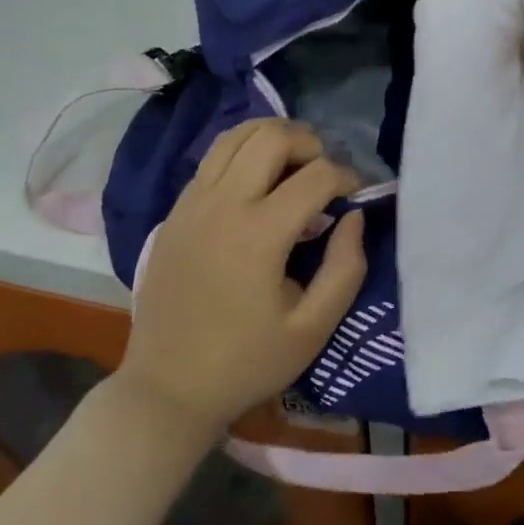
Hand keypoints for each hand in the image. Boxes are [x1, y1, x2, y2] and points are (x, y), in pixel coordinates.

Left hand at [119, 120, 365, 435]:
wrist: (167, 389)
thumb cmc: (246, 363)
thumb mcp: (313, 328)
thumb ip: (346, 268)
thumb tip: (354, 215)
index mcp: (258, 235)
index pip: (316, 175)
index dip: (347, 176)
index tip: (356, 196)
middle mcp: (221, 205)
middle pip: (272, 135)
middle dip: (310, 143)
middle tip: (324, 174)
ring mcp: (191, 204)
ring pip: (236, 135)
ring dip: (273, 139)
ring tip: (293, 168)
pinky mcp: (174, 212)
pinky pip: (213, 160)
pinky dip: (243, 156)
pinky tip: (258, 189)